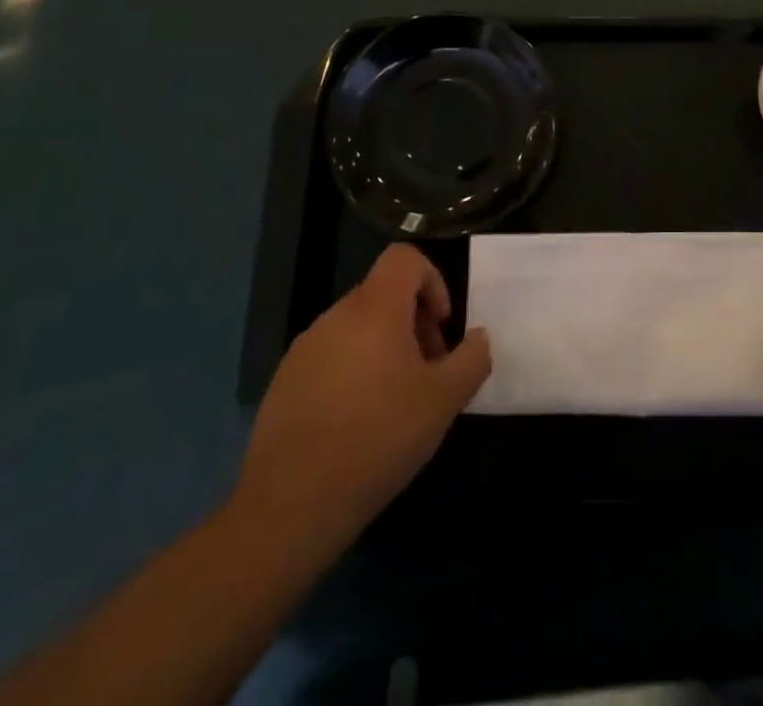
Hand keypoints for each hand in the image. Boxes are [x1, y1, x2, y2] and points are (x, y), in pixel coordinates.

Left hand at [234, 245, 490, 546]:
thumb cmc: (378, 438)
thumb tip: (478, 338)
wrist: (290, 505)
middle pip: (383, 294)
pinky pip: (330, 357)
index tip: (441, 325)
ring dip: (385, 348)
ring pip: (357, 327)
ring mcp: (304, 349)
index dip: (432, 279)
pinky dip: (353, 372)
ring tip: (395, 402)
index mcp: (374, 309)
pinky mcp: (283, 382)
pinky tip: (358, 424)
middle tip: (428, 372)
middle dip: (414, 322)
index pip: (404, 257)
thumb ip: (472, 359)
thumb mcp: (444, 401)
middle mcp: (335, 317)